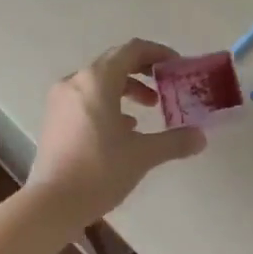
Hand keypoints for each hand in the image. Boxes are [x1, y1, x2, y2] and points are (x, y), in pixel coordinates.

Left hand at [26, 39, 208, 230]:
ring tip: (148, 108)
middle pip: (115, 61)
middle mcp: (76, 80)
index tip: (177, 66)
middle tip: (166, 84)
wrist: (51, 204)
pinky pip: (86, 97)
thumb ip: (174, 141)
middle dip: (143, 70)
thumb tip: (201, 137)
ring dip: (126, 88)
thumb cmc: (99, 170)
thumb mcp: (143, 155)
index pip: (133, 49)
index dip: (158, 53)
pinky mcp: (54, 118)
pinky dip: (108, 102)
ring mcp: (61, 99)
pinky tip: (123, 128)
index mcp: (98, 80)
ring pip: (100, 80)